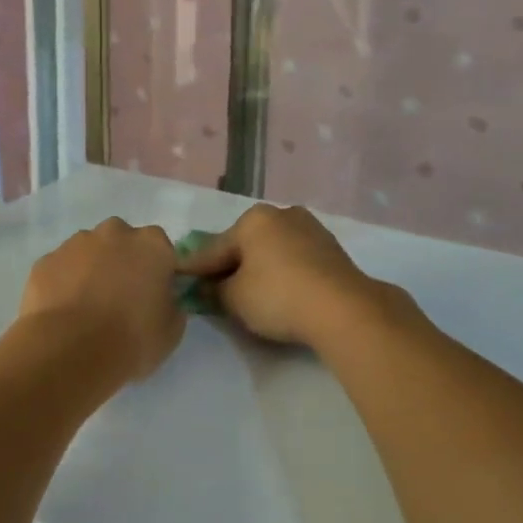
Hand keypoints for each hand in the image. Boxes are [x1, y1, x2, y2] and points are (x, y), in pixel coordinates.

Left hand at [18, 218, 185, 385]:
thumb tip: (161, 299)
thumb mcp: (172, 330)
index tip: (151, 298)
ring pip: (88, 252)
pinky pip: (61, 269)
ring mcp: (76, 243)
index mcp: (152, 244)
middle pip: (122, 242)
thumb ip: (171, 304)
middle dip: (121, 263)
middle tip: (119, 300)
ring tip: (87, 310)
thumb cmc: (132, 339)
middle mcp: (115, 232)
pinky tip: (63, 313)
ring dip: (91, 271)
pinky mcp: (46, 260)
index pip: (160, 251)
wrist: (70, 351)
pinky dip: (63, 284)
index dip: (156, 273)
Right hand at [178, 203, 395, 351]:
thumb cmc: (278, 296)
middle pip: (245, 245)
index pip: (215, 248)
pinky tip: (279, 291)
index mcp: (253, 219)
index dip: (195, 267)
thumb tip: (208, 285)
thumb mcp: (234, 298)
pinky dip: (283, 273)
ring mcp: (311, 229)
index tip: (178, 276)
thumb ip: (215, 289)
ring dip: (259, 269)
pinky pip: (295, 260)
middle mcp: (282, 214)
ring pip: (272, 251)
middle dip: (230, 266)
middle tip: (214, 289)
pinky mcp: (332, 250)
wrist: (343, 308)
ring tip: (248, 293)